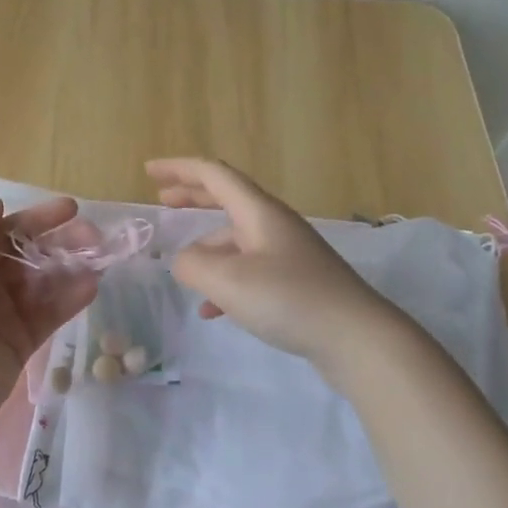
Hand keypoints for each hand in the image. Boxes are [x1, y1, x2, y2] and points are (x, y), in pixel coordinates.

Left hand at [0, 197, 99, 438]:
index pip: (5, 231)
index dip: (37, 218)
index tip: (72, 209)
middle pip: (29, 255)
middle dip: (61, 243)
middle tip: (95, 237)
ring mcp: (4, 315)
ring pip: (43, 284)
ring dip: (71, 269)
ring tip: (101, 260)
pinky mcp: (21, 343)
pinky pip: (49, 314)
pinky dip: (70, 299)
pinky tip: (92, 287)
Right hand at [147, 157, 392, 365]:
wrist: (358, 339)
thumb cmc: (289, 299)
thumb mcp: (227, 281)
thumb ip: (193, 265)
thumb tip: (183, 261)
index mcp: (259, 212)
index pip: (214, 175)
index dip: (179, 169)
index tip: (149, 170)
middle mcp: (274, 225)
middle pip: (227, 199)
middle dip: (193, 196)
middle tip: (163, 200)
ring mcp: (288, 254)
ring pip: (236, 239)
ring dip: (207, 248)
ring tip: (184, 272)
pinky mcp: (296, 282)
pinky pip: (249, 270)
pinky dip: (225, 282)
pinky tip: (213, 311)